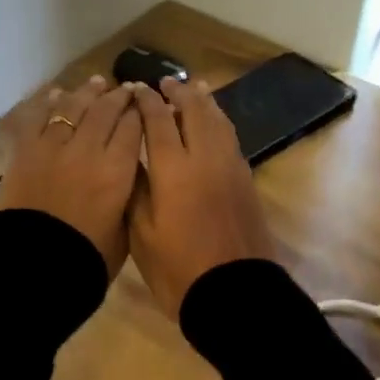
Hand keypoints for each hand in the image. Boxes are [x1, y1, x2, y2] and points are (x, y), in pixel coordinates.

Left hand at [0, 75, 142, 275]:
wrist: (32, 271)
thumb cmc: (86, 261)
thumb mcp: (124, 233)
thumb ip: (128, 198)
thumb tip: (128, 176)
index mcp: (117, 172)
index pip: (133, 128)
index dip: (139, 112)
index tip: (143, 103)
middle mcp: (88, 150)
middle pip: (106, 110)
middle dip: (118, 96)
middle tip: (124, 89)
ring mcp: (53, 146)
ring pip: (74, 107)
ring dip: (87, 93)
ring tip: (96, 83)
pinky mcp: (25, 151)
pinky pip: (38, 117)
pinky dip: (48, 103)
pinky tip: (57, 95)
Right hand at [128, 77, 276, 318]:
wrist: (235, 296)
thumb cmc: (179, 269)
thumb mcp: (141, 233)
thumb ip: (136, 188)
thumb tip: (132, 156)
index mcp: (174, 168)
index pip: (158, 119)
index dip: (146, 101)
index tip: (136, 88)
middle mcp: (205, 157)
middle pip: (194, 110)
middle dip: (178, 92)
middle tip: (165, 82)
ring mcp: (230, 166)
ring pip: (218, 119)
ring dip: (203, 101)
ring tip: (194, 89)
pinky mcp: (246, 179)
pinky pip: (230, 136)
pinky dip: (219, 120)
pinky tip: (214, 122)